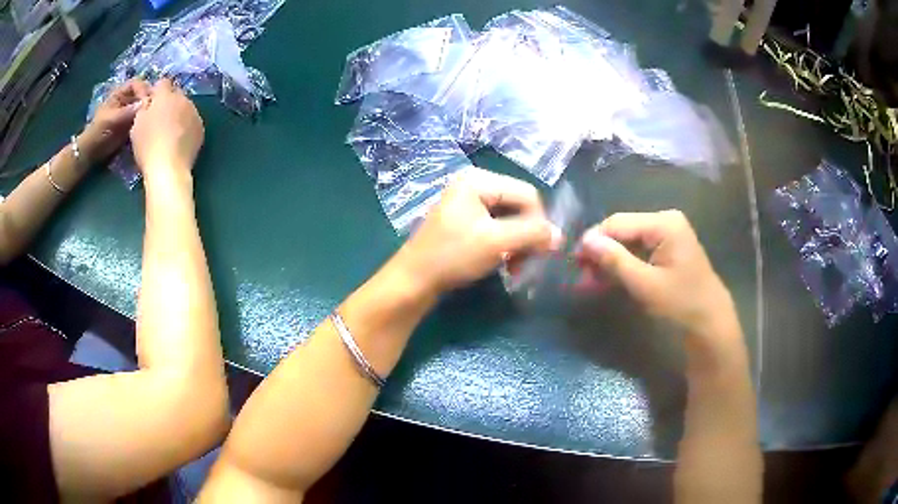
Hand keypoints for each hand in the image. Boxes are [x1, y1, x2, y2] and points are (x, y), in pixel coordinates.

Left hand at [80, 79, 150, 162]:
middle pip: (141, 94)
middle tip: (155, 108)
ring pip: (143, 107)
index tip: (149, 98)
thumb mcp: (111, 118)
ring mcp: (129, 113)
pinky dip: (146, 122)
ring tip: (154, 118)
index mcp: (121, 93)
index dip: (143, 88)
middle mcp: (127, 100)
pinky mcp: (131, 125)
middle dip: (148, 100)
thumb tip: (145, 103)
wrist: (93, 151)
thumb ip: (127, 111)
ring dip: (148, 111)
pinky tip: (149, 126)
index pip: (136, 84)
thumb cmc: (99, 131)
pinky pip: (142, 120)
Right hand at [131, 79, 203, 179]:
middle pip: (175, 94)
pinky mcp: (201, 127)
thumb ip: (144, 108)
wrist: (169, 168)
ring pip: (185, 107)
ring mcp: (194, 112)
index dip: (156, 92)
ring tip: (169, 132)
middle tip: (159, 119)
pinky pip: (192, 121)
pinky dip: (186, 126)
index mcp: (166, 95)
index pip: (162, 83)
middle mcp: (183, 99)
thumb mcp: (137, 124)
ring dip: (178, 114)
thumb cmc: (148, 146)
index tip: (150, 105)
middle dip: (168, 102)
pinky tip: (179, 140)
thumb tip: (149, 102)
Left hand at [395, 168, 562, 294]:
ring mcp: (469, 202)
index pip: (528, 195)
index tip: (539, 253)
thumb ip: (532, 234)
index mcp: (479, 180)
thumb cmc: (452, 256)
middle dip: (527, 236)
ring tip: (515, 267)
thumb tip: (560, 236)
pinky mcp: (466, 220)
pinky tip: (504, 263)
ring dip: (518, 244)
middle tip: (526, 264)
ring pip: (511, 219)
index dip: (539, 223)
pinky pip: (497, 227)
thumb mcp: (496, 242)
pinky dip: (506, 246)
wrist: (414, 280)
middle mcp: (475, 184)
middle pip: (520, 206)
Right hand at [575, 210, 736, 344]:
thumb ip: (616, 261)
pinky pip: (638, 251)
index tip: (574, 262)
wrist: (710, 324)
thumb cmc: (682, 304)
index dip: (594, 240)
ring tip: (591, 281)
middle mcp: (665, 221)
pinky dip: (623, 265)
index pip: (618, 223)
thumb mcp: (646, 285)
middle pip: (623, 230)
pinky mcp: (668, 249)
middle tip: (582, 276)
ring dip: (610, 260)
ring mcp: (668, 234)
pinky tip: (609, 279)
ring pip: (628, 242)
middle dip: (601, 252)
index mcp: (664, 223)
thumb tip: (585, 241)